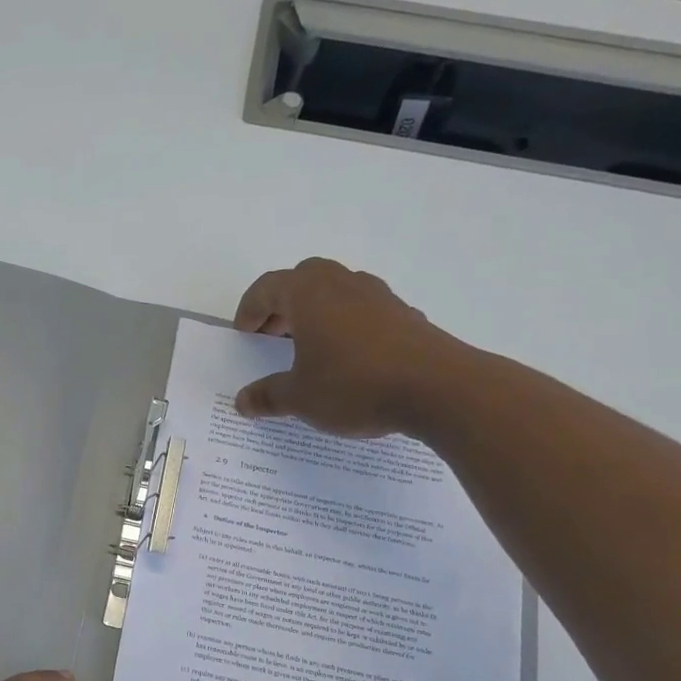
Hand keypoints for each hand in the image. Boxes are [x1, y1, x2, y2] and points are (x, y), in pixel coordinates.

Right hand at [232, 258, 467, 436]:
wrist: (438, 389)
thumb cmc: (354, 385)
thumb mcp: (299, 398)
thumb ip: (267, 396)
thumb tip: (242, 401)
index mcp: (309, 295)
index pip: (268, 287)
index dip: (250, 309)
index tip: (244, 333)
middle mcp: (343, 285)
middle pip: (304, 279)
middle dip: (284, 303)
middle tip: (273, 334)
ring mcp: (379, 297)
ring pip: (338, 291)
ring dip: (317, 311)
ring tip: (310, 346)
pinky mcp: (406, 316)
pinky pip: (365, 311)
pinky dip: (348, 325)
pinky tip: (349, 359)